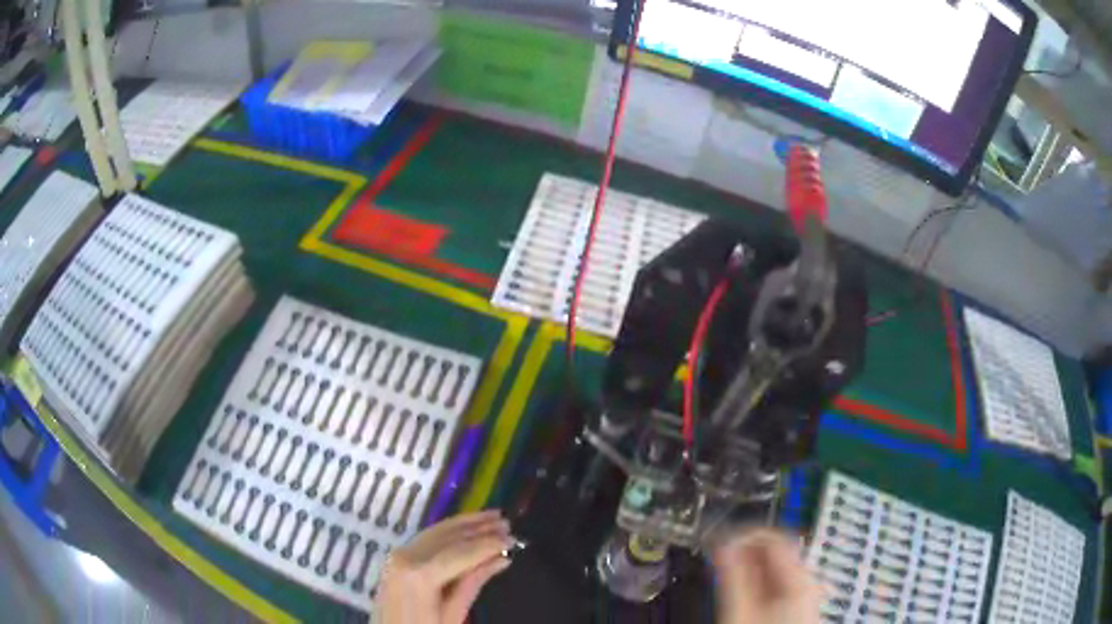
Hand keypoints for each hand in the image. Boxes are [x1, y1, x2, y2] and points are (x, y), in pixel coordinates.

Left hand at [375, 510, 513, 623]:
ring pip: (437, 531)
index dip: (489, 543)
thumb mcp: (453, 614)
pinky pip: (427, 537)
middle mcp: (407, 555)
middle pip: (449, 537)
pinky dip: (449, 530)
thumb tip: (501, 558)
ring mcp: (399, 553)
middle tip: (507, 523)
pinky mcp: (397, 556)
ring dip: (466, 523)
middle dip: (480, 529)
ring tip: (492, 516)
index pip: (462, 551)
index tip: (513, 537)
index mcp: (421, 573)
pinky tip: (465, 526)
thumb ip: (473, 583)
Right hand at [712, 529, 821, 623]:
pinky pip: (777, 582)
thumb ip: (733, 575)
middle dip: (744, 549)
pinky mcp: (797, 606)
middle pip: (775, 551)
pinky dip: (756, 579)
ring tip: (722, 569)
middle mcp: (806, 581)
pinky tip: (739, 587)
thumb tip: (722, 541)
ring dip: (747, 565)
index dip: (742, 533)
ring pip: (774, 567)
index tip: (716, 539)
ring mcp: (804, 594)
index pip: (772, 536)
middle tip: (715, 554)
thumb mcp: (740, 612)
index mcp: (799, 578)